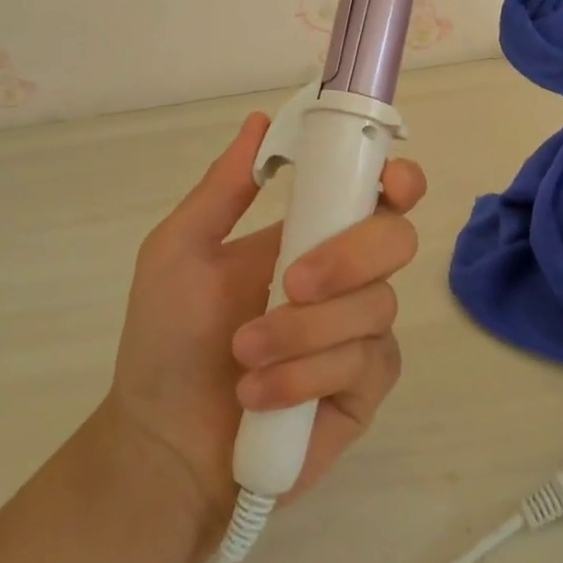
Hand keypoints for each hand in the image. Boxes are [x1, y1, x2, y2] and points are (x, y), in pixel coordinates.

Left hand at [102, 112, 425, 528]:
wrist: (162, 442)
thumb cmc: (168, 339)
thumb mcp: (179, 251)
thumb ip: (223, 188)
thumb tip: (260, 120)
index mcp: (316, 235)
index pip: (382, 195)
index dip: (400, 180)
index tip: (389, 181)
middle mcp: (351, 277)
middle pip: (397, 241)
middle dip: (348, 257)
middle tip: (289, 283)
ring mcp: (363, 333)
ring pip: (375, 307)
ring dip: (303, 331)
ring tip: (244, 356)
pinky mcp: (366, 388)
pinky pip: (363, 364)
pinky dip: (305, 375)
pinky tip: (260, 395)